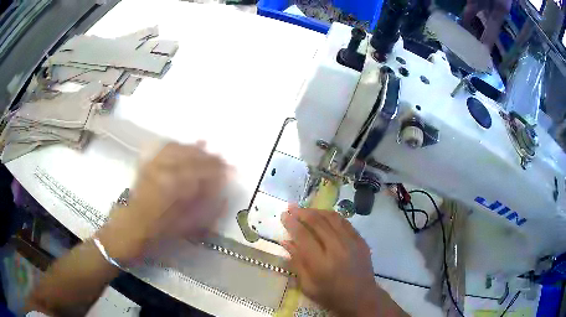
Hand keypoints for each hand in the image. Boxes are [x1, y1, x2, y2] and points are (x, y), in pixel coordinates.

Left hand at [98, 142, 228, 264]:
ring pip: (178, 149)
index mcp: (176, 187)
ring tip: (205, 148)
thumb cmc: (157, 235)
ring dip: (193, 148)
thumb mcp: (185, 228)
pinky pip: (163, 149)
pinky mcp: (145, 166)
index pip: (203, 171)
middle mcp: (164, 171)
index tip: (231, 170)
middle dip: (209, 157)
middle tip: (222, 159)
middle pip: (191, 156)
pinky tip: (182, 146)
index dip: (218, 170)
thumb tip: (222, 195)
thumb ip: (205, 210)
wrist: (127, 232)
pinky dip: (176, 146)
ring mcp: (153, 166)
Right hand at [281, 207, 379, 316]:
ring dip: (316, 211)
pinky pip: (345, 222)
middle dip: (302, 212)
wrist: (361, 297)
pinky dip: (332, 216)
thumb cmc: (330, 295)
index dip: (291, 223)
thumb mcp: (308, 285)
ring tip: (305, 210)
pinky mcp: (361, 240)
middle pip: (317, 223)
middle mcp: (337, 249)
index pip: (303, 236)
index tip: (284, 215)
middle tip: (291, 207)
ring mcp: (352, 242)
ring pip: (332, 218)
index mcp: (321, 263)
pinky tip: (324, 215)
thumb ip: (296, 262)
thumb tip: (285, 241)